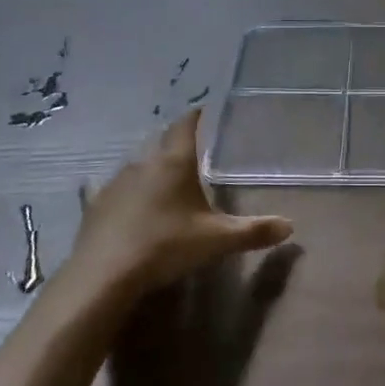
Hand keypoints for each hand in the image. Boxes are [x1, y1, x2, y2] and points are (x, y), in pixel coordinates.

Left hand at [68, 111, 292, 296]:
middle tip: (191, 151)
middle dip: (175, 144)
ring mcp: (115, 182)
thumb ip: (253, 231)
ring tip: (163, 177)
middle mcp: (143, 163)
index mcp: (174, 162)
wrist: (105, 274)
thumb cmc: (166, 245)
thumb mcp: (217, 240)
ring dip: (150, 167)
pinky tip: (120, 199)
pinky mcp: (95, 205)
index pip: (186, 125)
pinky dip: (121, 191)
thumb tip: (290, 226)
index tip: (204, 111)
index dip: (196, 116)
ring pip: (137, 165)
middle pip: (161, 143)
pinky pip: (110, 190)